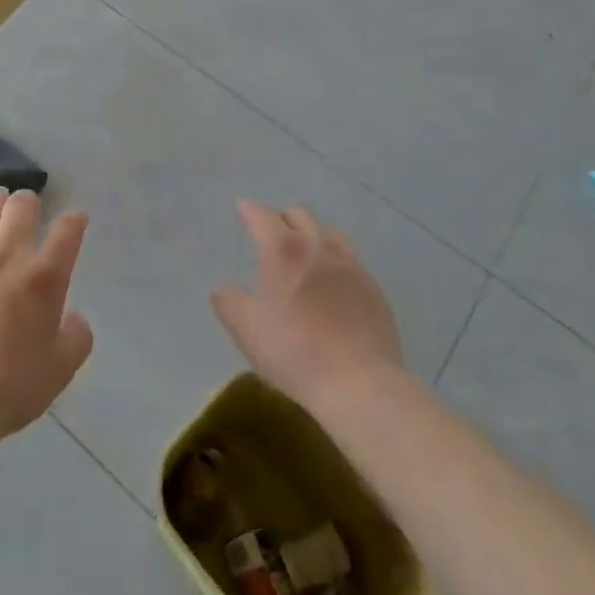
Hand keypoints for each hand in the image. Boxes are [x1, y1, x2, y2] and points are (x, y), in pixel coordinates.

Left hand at [0, 186, 93, 448]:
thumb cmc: (10, 388)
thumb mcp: (61, 370)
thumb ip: (76, 336)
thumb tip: (73, 317)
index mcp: (43, 276)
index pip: (67, 230)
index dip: (75, 219)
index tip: (76, 219)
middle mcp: (7, 255)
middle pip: (21, 207)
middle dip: (30, 200)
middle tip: (30, 204)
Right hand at [211, 200, 404, 407]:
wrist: (359, 383)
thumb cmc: (294, 351)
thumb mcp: (246, 329)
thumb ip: (228, 302)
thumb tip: (221, 289)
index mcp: (284, 249)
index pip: (262, 215)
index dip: (249, 210)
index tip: (242, 210)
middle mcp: (318, 245)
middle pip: (299, 214)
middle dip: (282, 218)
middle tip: (272, 235)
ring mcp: (350, 265)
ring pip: (328, 232)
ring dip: (312, 234)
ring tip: (305, 254)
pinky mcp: (373, 287)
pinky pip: (350, 260)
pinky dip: (335, 261)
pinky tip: (333, 284)